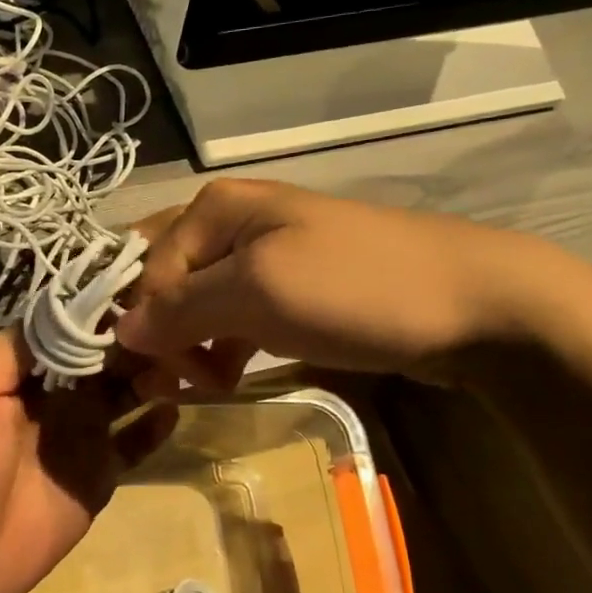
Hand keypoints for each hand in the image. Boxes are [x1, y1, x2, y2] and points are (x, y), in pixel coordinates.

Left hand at [0, 327, 178, 592]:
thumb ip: (12, 349)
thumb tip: (66, 312)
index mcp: (16, 368)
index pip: (67, 325)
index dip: (99, 308)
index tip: (141, 288)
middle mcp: (51, 393)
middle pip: (102, 355)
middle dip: (133, 339)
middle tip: (170, 328)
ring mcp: (79, 434)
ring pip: (124, 392)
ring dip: (149, 375)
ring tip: (175, 365)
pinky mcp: (100, 475)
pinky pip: (134, 443)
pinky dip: (155, 425)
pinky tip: (172, 411)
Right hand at [115, 179, 577, 391]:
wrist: (473, 305)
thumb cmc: (355, 288)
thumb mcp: (258, 293)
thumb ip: (181, 309)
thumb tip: (119, 332)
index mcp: (214, 207)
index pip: (145, 269)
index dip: (144, 323)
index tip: (160, 376)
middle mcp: (229, 222)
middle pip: (163, 281)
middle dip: (159, 334)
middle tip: (172, 384)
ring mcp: (260, 255)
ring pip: (194, 302)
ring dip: (189, 346)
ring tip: (206, 384)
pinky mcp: (286, 287)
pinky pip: (228, 316)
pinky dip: (220, 347)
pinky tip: (227, 374)